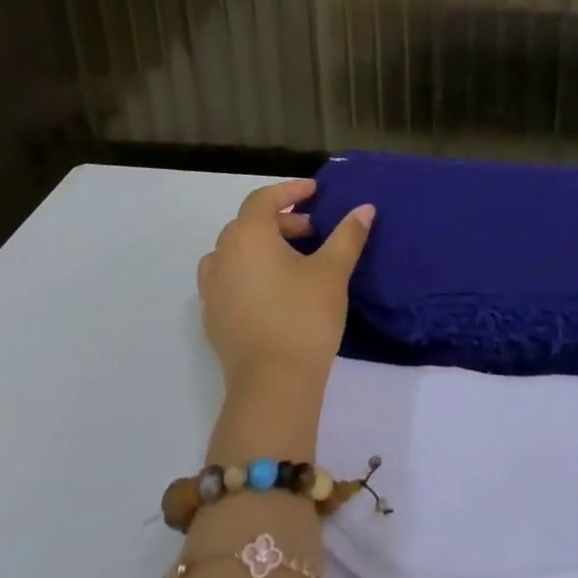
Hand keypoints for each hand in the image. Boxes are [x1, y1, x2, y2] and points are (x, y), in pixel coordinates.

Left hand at [197, 179, 373, 394]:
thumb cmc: (303, 317)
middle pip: (248, 224)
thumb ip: (348, 235)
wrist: (272, 386)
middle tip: (312, 230)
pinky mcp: (212, 318)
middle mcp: (222, 256)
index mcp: (248, 237)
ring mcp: (212, 289)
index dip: (289, 191)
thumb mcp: (333, 271)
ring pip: (234, 252)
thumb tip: (365, 208)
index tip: (314, 192)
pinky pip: (227, 279)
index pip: (263, 199)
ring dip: (261, 246)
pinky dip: (247, 271)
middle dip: (280, 220)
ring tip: (291, 259)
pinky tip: (272, 290)